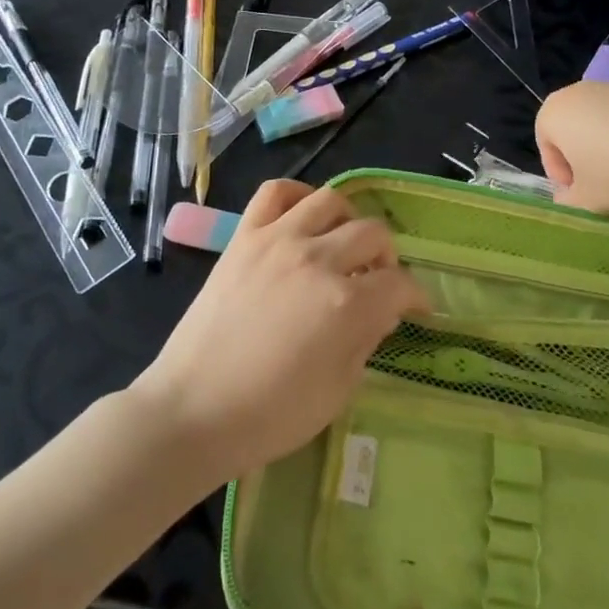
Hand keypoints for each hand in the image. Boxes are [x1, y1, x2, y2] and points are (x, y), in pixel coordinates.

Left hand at [129, 181, 427, 480]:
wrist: (193, 410)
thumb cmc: (268, 415)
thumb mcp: (337, 391)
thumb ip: (366, 341)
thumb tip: (381, 311)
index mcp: (345, 304)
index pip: (399, 284)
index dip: (415, 297)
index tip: (416, 308)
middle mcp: (317, 259)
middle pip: (373, 233)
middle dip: (387, 258)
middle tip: (378, 281)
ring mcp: (277, 240)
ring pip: (330, 200)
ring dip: (349, 221)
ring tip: (342, 245)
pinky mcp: (244, 236)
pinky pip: (275, 192)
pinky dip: (297, 196)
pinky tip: (303, 217)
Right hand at [537, 79, 608, 214]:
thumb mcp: (588, 202)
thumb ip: (567, 203)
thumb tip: (568, 199)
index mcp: (554, 113)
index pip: (545, 145)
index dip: (560, 175)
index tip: (581, 196)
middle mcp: (579, 92)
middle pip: (572, 130)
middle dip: (583, 159)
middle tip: (603, 188)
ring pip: (601, 125)